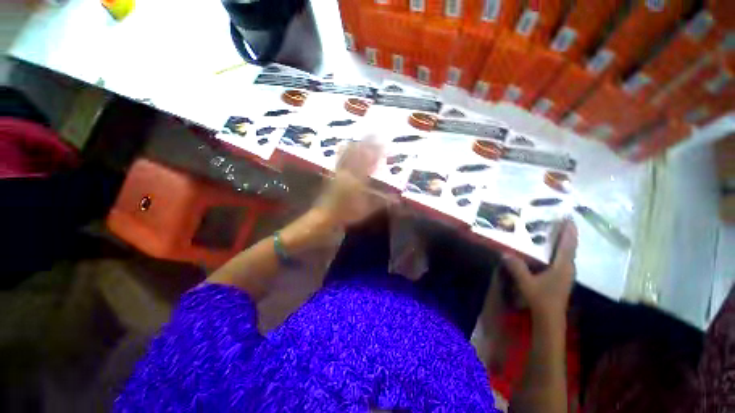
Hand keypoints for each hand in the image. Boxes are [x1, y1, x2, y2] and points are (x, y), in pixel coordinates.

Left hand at [314, 139, 390, 227]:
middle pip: (359, 155)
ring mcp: (340, 172)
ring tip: (362, 136)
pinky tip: (343, 145)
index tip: (384, 144)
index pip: (370, 163)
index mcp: (359, 180)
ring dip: (356, 144)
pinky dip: (343, 151)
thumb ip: (382, 202)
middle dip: (368, 144)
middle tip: (375, 134)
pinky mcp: (333, 174)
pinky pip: (338, 159)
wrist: (326, 216)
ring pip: (348, 154)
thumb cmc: (348, 213)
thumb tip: (397, 199)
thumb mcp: (367, 209)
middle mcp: (349, 173)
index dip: (377, 153)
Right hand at [504, 220, 577, 323]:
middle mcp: (568, 268)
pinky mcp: (561, 277)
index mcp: (563, 267)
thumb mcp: (526, 283)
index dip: (569, 231)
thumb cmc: (541, 299)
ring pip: (566, 253)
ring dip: (562, 241)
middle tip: (557, 220)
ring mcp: (565, 273)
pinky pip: (561, 259)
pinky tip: (547, 249)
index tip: (568, 217)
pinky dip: (557, 250)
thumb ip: (517, 267)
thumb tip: (504, 253)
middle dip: (566, 233)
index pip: (568, 245)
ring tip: (551, 231)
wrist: (550, 318)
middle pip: (569, 247)